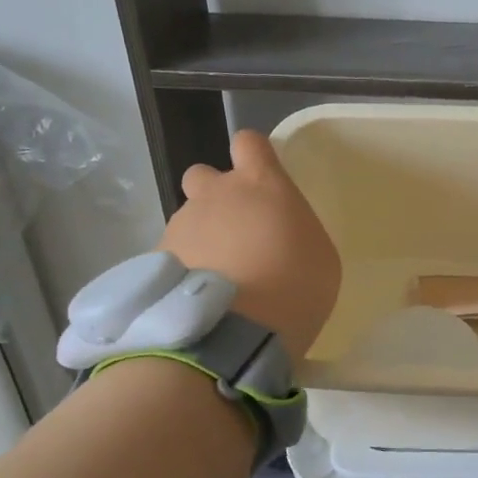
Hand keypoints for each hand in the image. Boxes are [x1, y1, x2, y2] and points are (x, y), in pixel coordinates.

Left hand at [161, 130, 340, 355]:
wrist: (234, 334)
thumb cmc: (295, 289)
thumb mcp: (320, 256)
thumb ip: (294, 230)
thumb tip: (277, 233)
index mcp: (261, 184)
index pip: (249, 142)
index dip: (255, 158)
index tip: (264, 183)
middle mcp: (215, 194)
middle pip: (205, 175)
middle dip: (217, 196)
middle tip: (237, 234)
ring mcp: (181, 225)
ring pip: (188, 218)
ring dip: (202, 237)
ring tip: (218, 279)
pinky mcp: (157, 258)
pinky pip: (173, 253)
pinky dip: (184, 269)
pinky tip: (200, 298)